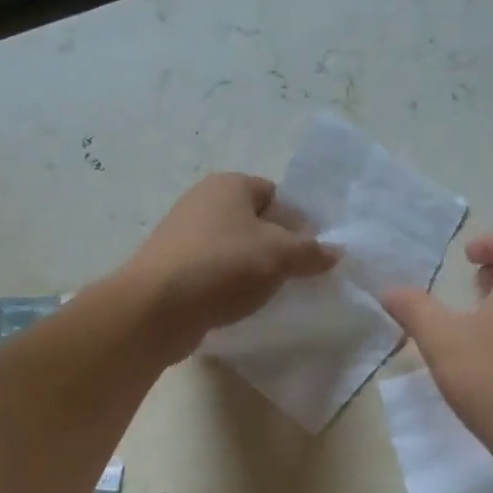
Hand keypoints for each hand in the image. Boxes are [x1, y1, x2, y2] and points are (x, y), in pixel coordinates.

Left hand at [119, 173, 338, 359]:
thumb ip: (310, 251)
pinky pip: (211, 273)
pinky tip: (237, 306)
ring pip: (232, 250)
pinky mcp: (171, 269)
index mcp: (228, 185)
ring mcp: (182, 237)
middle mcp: (202, 202)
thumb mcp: (279, 256)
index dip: (296, 220)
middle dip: (275, 247)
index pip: (273, 194)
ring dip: (251, 270)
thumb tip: (335, 251)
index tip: (310, 251)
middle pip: (252, 222)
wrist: (157, 307)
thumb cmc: (223, 267)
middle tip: (295, 276)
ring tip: (269, 295)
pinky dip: (227, 286)